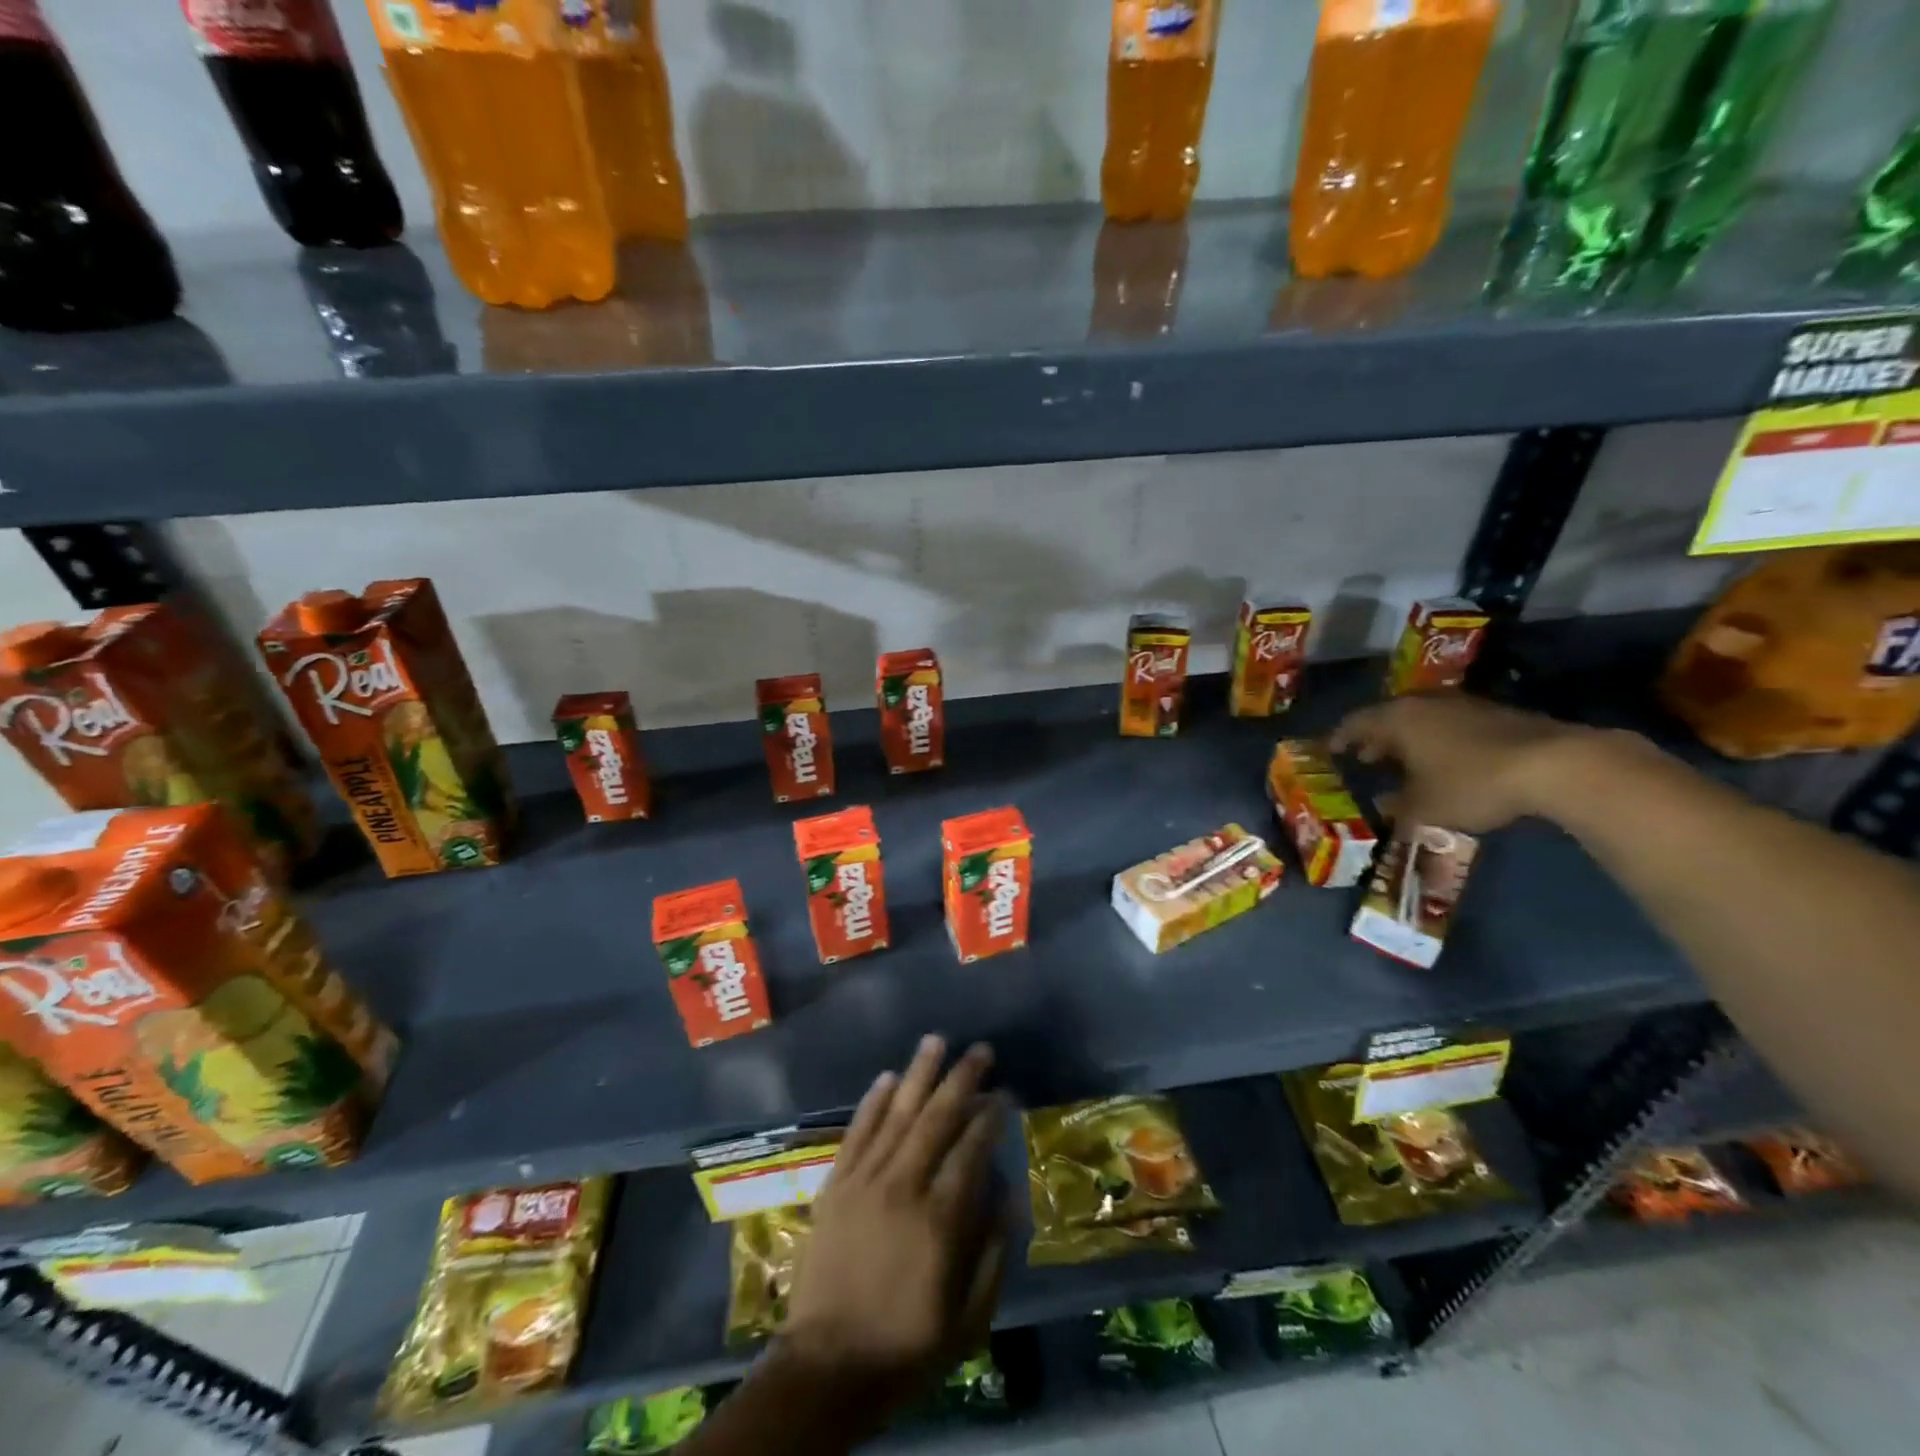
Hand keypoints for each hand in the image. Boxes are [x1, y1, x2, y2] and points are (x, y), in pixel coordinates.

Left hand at [781, 1036, 1007, 1417]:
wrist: (825, 1367)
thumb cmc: (905, 1346)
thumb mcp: (967, 1320)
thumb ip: (993, 1253)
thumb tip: (1009, 1192)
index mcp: (940, 1219)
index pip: (971, 1149)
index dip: (990, 1116)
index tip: (1004, 1092)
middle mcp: (903, 1186)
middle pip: (937, 1118)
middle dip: (961, 1079)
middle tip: (980, 1050)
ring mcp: (864, 1181)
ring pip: (897, 1114)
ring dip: (918, 1074)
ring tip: (936, 1041)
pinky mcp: (836, 1186)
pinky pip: (857, 1132)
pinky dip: (872, 1103)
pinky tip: (887, 1077)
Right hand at [1329, 694, 1598, 832]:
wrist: (1554, 764)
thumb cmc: (1471, 782)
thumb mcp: (1425, 807)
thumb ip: (1398, 807)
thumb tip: (1383, 806)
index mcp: (1397, 720)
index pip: (1355, 723)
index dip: (1341, 738)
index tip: (1331, 751)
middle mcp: (1423, 704)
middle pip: (1388, 717)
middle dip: (1376, 738)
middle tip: (1367, 759)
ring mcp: (1461, 705)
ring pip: (1421, 719)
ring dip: (1409, 739)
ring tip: (1405, 761)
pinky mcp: (1495, 714)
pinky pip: (1450, 724)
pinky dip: (1438, 740)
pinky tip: (1446, 761)